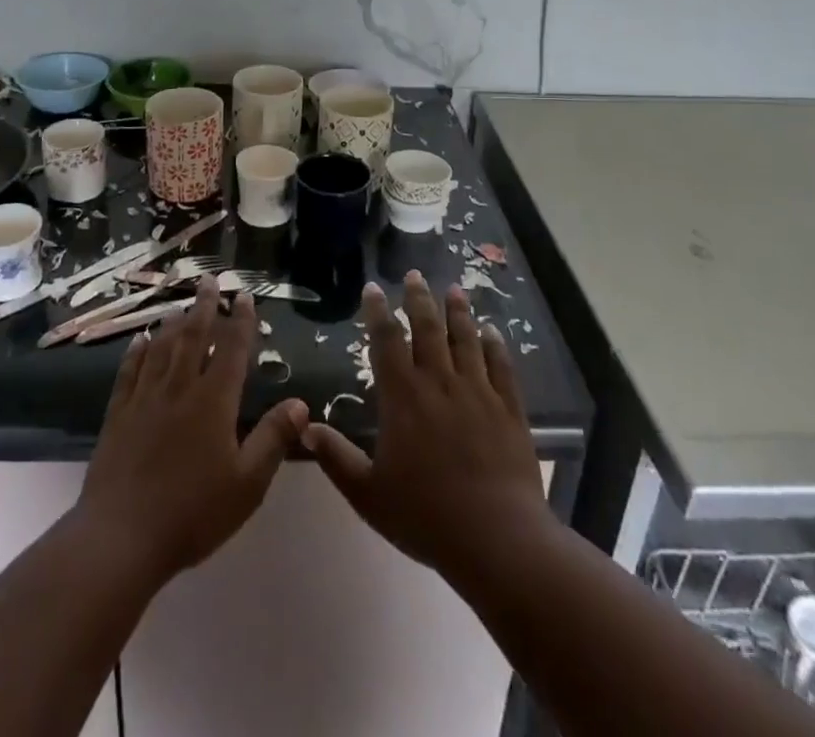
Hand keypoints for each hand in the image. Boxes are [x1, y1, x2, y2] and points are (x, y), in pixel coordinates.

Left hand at [74, 278, 308, 582]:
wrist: (121, 538)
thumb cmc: (193, 513)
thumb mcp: (247, 484)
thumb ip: (273, 439)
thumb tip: (300, 403)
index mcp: (214, 400)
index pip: (232, 349)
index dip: (241, 320)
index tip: (244, 296)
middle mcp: (179, 387)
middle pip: (194, 336)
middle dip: (205, 306)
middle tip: (210, 280)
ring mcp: (145, 398)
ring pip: (162, 347)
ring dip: (174, 323)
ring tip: (181, 305)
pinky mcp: (118, 414)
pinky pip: (129, 371)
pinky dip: (137, 351)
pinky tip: (139, 340)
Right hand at [303, 271, 552, 583]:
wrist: (497, 538)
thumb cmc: (426, 516)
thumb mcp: (368, 494)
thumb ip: (337, 459)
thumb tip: (305, 428)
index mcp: (403, 397)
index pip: (386, 341)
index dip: (377, 312)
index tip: (373, 288)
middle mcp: (439, 382)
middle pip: (427, 328)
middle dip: (418, 298)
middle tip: (414, 274)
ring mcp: (477, 391)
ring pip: (465, 339)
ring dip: (458, 312)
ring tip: (454, 290)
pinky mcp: (509, 408)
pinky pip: (501, 367)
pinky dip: (496, 346)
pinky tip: (493, 332)